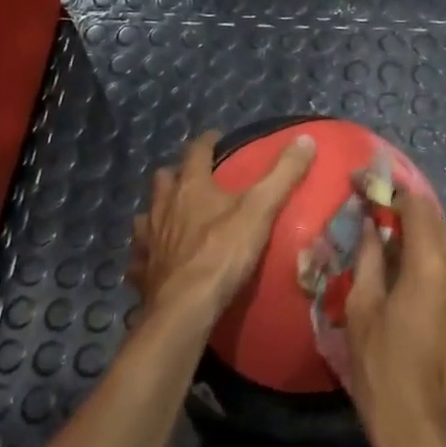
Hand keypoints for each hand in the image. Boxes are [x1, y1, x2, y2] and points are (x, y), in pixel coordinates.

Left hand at [130, 130, 315, 328]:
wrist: (185, 308)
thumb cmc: (223, 253)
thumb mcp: (261, 210)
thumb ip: (283, 174)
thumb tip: (306, 139)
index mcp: (190, 186)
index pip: (196, 151)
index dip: (207, 142)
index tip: (216, 138)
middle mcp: (163, 206)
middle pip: (163, 179)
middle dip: (177, 174)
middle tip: (195, 179)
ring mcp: (148, 239)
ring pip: (146, 215)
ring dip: (158, 212)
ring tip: (173, 218)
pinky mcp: (142, 271)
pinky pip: (140, 256)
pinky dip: (147, 254)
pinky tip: (157, 261)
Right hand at [342, 186, 445, 446]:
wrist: (425, 433)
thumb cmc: (383, 371)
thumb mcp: (363, 310)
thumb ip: (368, 258)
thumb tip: (370, 224)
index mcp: (432, 264)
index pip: (416, 205)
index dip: (390, 190)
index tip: (366, 185)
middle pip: (435, 222)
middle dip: (405, 212)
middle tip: (374, 212)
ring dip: (420, 238)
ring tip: (389, 245)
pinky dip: (433, 262)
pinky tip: (410, 280)